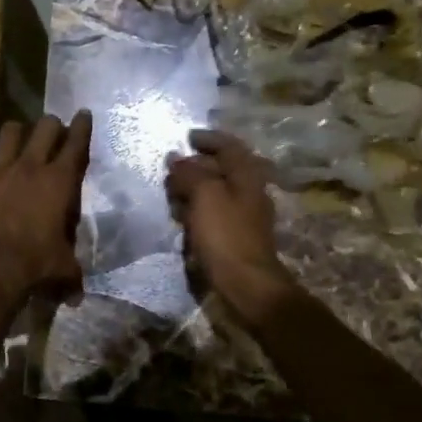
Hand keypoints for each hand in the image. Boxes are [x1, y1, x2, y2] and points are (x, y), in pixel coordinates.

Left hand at [0, 111, 92, 309]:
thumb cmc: (36, 264)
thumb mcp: (64, 269)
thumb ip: (71, 276)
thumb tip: (76, 297)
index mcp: (60, 181)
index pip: (76, 143)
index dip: (82, 126)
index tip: (83, 114)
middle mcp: (31, 166)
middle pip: (45, 127)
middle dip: (51, 125)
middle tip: (52, 130)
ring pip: (9, 132)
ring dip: (16, 133)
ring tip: (17, 139)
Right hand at [165, 129, 295, 320]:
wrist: (247, 284)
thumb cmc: (226, 234)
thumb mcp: (205, 195)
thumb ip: (190, 172)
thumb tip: (175, 158)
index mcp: (247, 175)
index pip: (229, 145)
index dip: (208, 138)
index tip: (186, 137)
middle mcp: (249, 191)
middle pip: (221, 168)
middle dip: (195, 165)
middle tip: (171, 170)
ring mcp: (244, 215)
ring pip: (216, 192)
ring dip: (194, 189)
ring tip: (171, 194)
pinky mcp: (235, 236)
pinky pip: (213, 214)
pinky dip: (197, 210)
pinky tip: (182, 219)